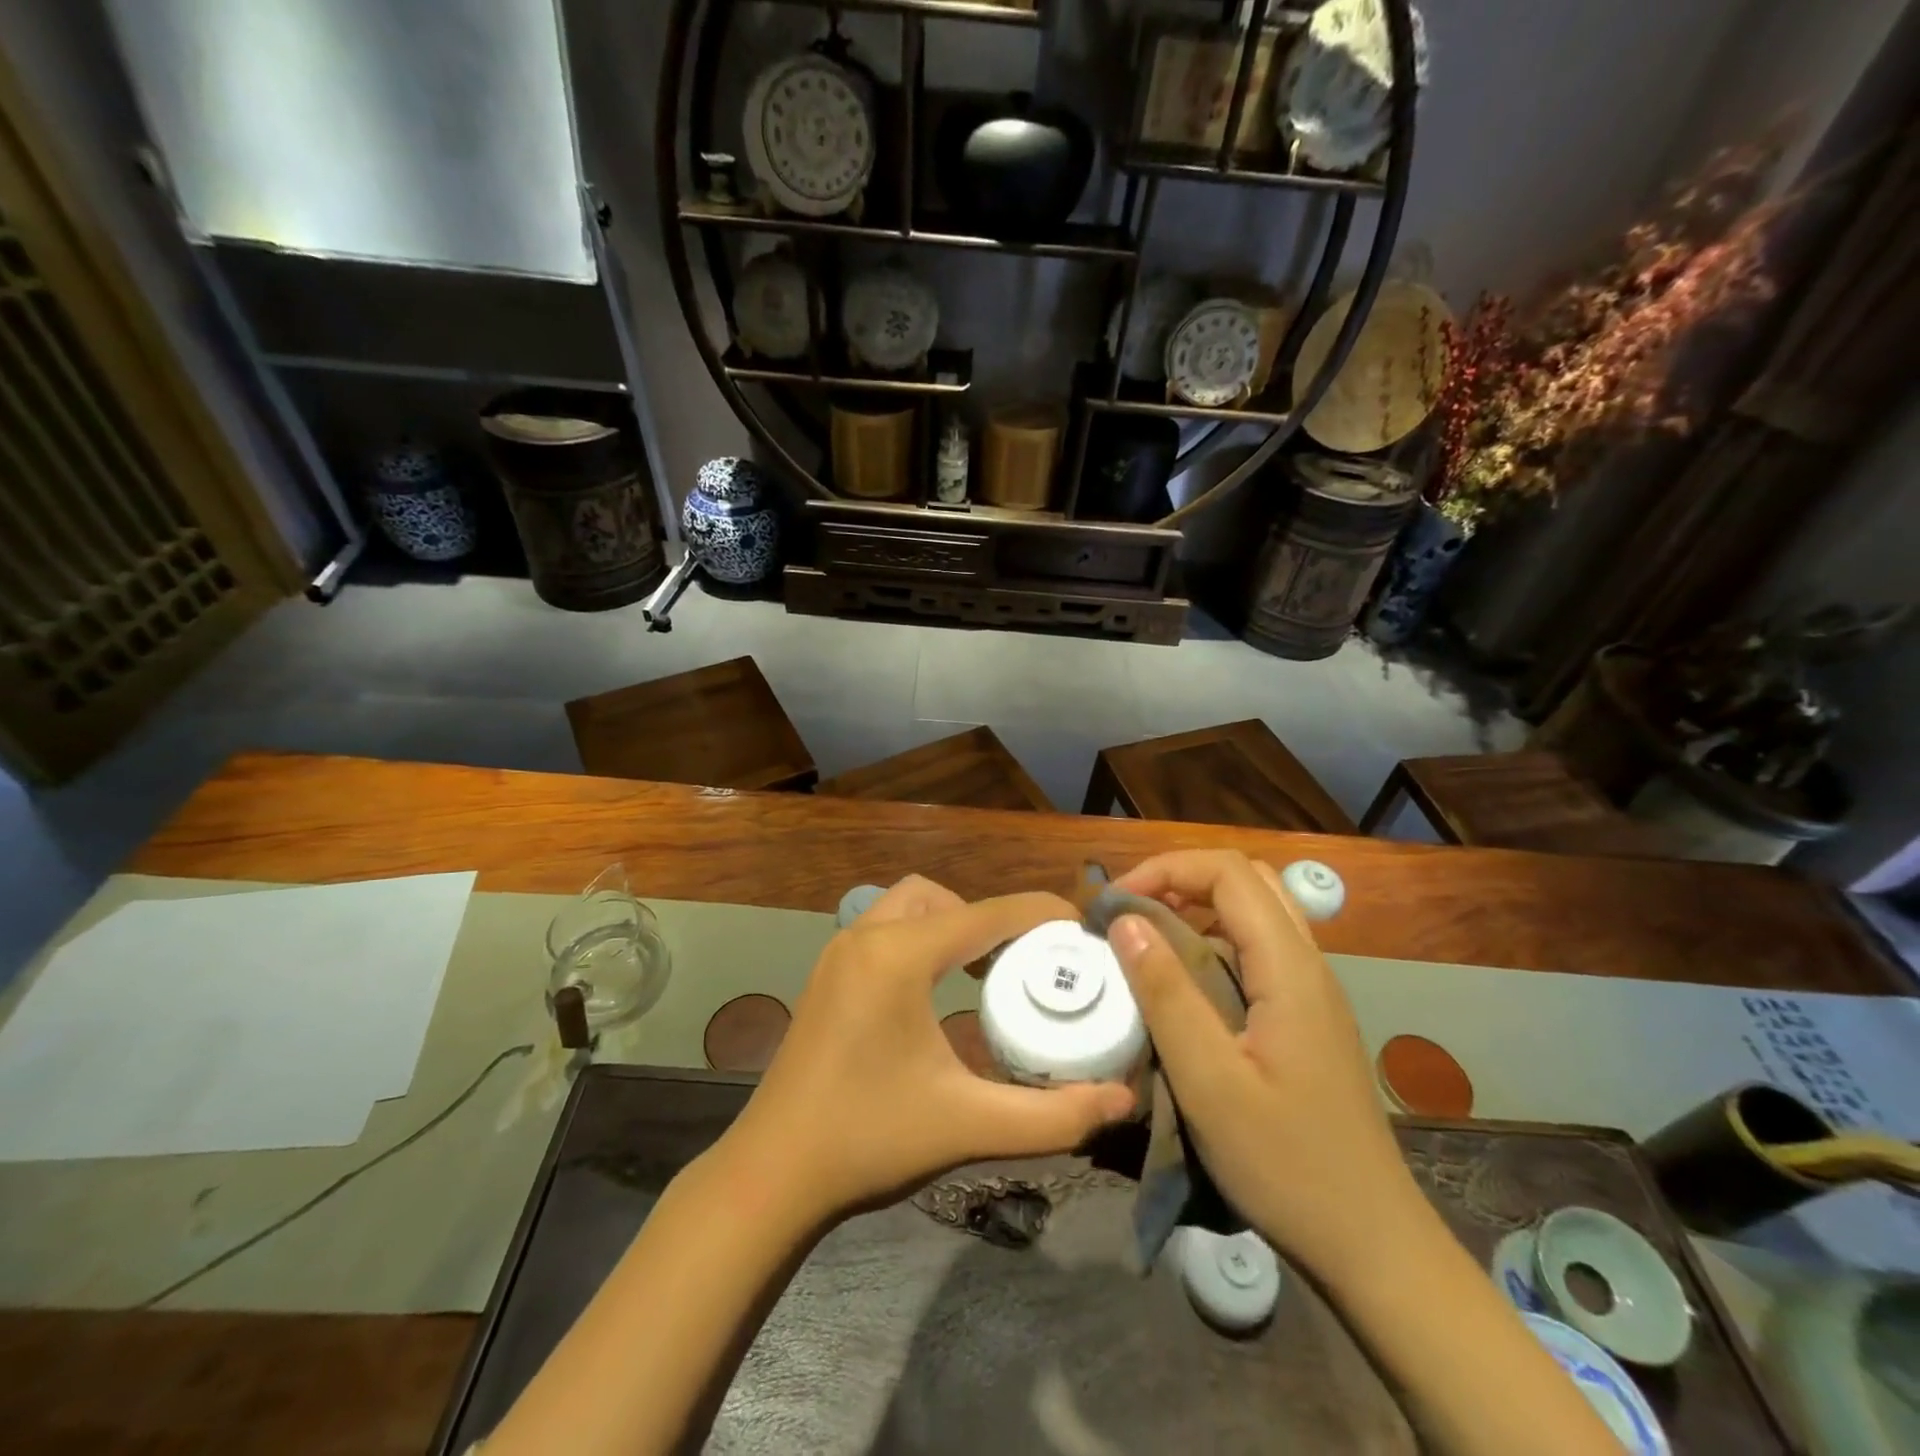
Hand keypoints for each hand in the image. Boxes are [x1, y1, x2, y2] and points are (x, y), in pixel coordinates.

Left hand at [721, 876, 1135, 1223]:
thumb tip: (1122, 1101)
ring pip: (909, 907)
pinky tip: (939, 990)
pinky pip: (886, 930)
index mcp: (897, 956)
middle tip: (1024, 962)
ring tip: (987, 973)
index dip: (1039, 913)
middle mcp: (865, 937)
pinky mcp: (828, 975)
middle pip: (942, 898)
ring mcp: (839, 953)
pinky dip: (922, 940)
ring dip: (951, 925)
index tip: (1082, 928)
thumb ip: (1053, 1115)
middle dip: (988, 919)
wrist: (772, 1175)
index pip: (985, 914)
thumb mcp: (968, 1124)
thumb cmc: (868, 1141)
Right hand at [1107, 851, 1417, 1272]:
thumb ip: (1165, 993)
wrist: (1371, 1244)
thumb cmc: (1286, 1164)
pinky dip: (1213, 940)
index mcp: (1288, 968)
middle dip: (1180, 879)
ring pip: (1255, 912)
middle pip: (1246, 881)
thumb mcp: (1209, 1081)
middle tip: (1130, 913)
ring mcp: (1312, 991)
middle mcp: (1307, 964)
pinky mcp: (1306, 1016)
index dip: (1166, 869)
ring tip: (1148, 939)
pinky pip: (1258, 949)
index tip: (1115, 903)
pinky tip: (1185, 982)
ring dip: (1197, 907)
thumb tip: (1125, 919)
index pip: (1228, 873)